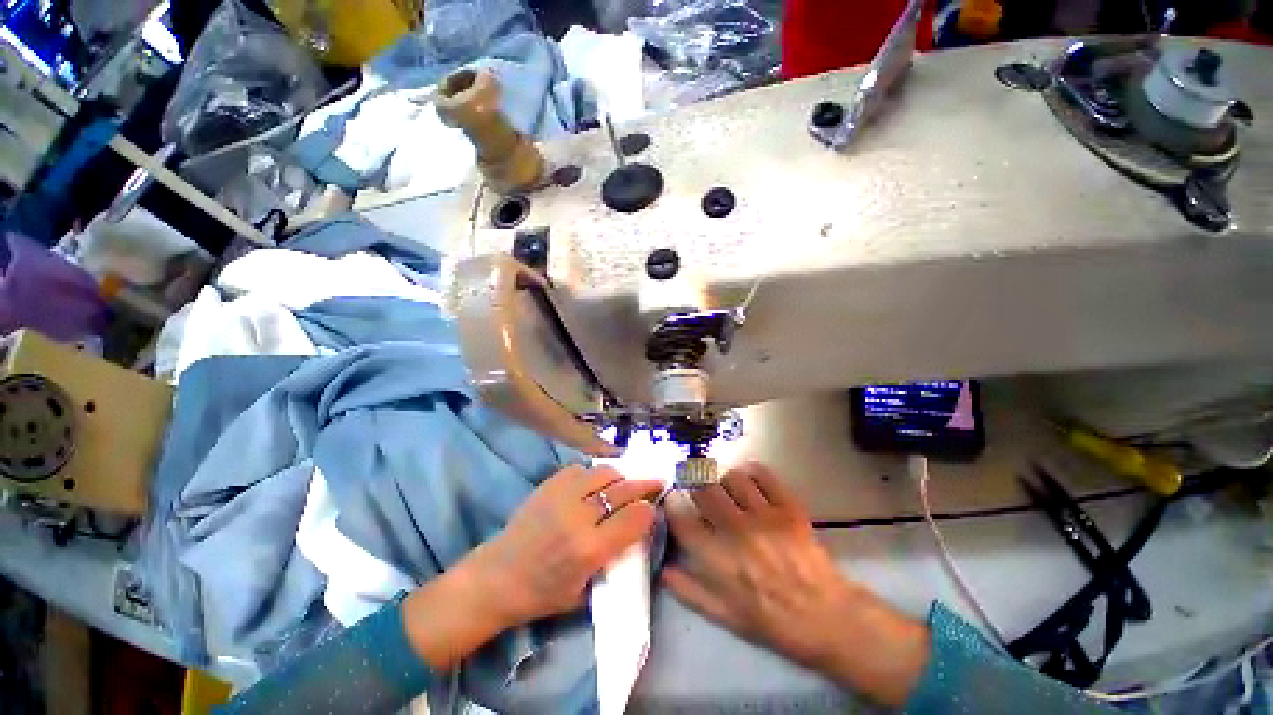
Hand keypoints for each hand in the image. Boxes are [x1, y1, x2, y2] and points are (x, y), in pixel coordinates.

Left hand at [470, 464, 663, 626]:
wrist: (497, 577)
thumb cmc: (542, 594)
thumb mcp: (585, 591)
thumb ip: (615, 559)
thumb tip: (638, 530)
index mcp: (590, 549)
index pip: (635, 517)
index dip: (649, 510)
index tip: (653, 509)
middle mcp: (579, 516)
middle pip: (624, 490)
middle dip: (644, 485)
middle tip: (655, 482)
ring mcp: (562, 495)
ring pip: (605, 472)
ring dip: (620, 477)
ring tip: (624, 483)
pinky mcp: (549, 484)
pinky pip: (582, 469)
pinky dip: (594, 475)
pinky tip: (594, 485)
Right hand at [663, 462, 928, 707]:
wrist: (828, 617)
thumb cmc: (774, 621)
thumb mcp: (727, 618)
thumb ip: (691, 592)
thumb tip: (664, 570)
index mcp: (719, 560)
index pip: (683, 520)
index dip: (672, 506)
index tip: (672, 501)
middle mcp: (737, 531)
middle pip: (704, 490)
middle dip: (696, 487)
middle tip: (699, 491)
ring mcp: (764, 516)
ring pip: (731, 478)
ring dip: (724, 481)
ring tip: (728, 490)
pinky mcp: (787, 507)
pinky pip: (764, 475)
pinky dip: (753, 471)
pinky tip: (751, 478)